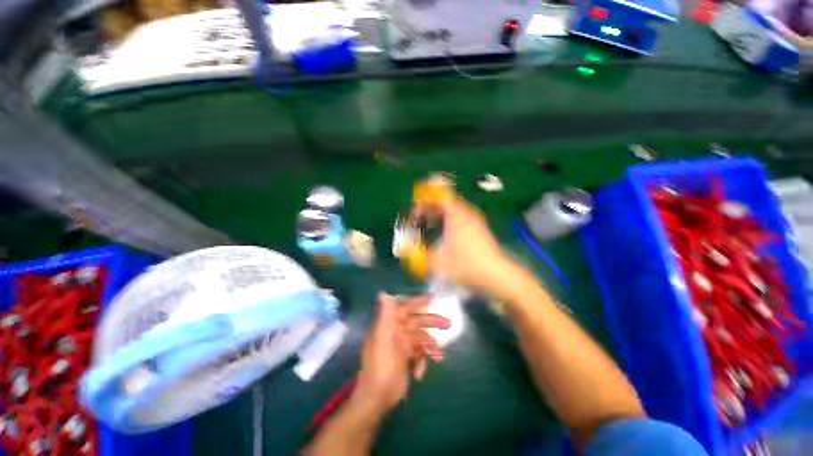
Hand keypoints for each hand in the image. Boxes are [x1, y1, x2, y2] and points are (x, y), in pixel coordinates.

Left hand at [353, 293, 449, 415]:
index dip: (417, 301)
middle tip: (448, 324)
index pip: (404, 307)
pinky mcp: (406, 358)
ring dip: (430, 347)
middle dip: (432, 322)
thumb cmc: (379, 368)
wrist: (377, 399)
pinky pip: (419, 353)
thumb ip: (384, 317)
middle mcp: (395, 331)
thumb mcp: (381, 340)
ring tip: (439, 357)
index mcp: (389, 325)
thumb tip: (382, 293)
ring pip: (421, 338)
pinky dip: (422, 361)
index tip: (432, 298)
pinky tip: (419, 374)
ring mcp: (401, 345)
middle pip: (417, 322)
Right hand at [412, 197, 523, 299]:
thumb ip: (418, 257)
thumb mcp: (438, 263)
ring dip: (440, 217)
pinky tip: (446, 237)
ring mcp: (476, 222)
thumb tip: (406, 252)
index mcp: (456, 217)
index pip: (439, 198)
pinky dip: (450, 223)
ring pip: (454, 212)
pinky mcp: (481, 231)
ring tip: (430, 228)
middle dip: (430, 210)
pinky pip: (461, 220)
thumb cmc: (467, 267)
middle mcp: (467, 215)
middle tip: (419, 221)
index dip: (424, 202)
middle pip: (446, 204)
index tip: (414, 214)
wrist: (498, 277)